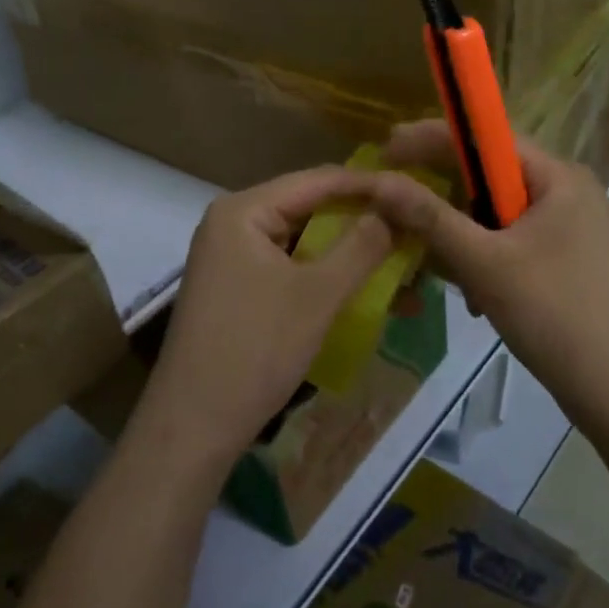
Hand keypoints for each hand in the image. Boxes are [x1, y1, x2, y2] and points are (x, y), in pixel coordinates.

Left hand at [139, 168, 393, 466]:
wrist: (192, 427)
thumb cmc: (255, 350)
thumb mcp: (318, 295)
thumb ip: (362, 246)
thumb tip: (396, 208)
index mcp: (243, 210)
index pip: (318, 180)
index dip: (370, 185)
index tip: (416, 192)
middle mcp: (233, 222)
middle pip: (310, 208)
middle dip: (363, 221)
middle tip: (412, 228)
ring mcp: (232, 257)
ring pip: (303, 240)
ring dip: (349, 252)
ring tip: (400, 261)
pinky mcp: (237, 287)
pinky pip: (290, 266)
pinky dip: (326, 275)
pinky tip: (364, 288)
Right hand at [365, 123, 608, 434]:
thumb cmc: (552, 314)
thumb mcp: (483, 263)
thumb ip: (430, 218)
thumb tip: (381, 180)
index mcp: (560, 177)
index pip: (490, 137)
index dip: (434, 138)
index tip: (388, 148)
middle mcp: (571, 192)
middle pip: (494, 176)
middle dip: (447, 195)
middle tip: (400, 207)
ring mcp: (576, 227)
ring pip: (502, 213)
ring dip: (465, 235)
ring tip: (439, 266)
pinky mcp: (572, 259)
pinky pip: (516, 240)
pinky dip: (488, 256)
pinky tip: (475, 293)